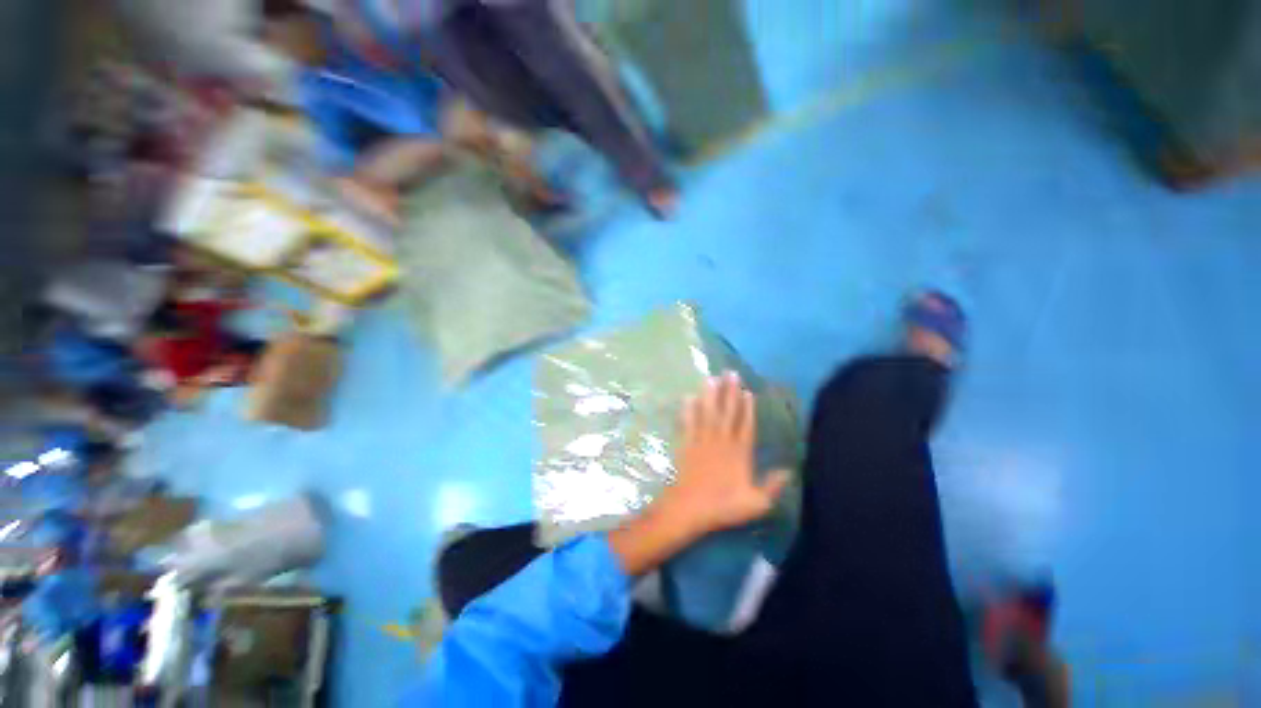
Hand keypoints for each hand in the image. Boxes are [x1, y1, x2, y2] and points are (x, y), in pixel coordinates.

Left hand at [659, 372, 789, 536]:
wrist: (690, 508)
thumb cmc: (723, 506)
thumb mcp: (756, 503)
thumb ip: (773, 486)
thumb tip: (789, 470)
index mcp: (739, 453)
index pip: (746, 425)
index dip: (747, 408)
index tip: (747, 391)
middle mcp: (721, 441)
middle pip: (727, 413)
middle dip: (729, 392)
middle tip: (730, 373)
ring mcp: (702, 441)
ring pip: (708, 413)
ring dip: (710, 395)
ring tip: (711, 378)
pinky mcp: (687, 444)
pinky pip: (688, 423)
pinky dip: (688, 410)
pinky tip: (688, 397)